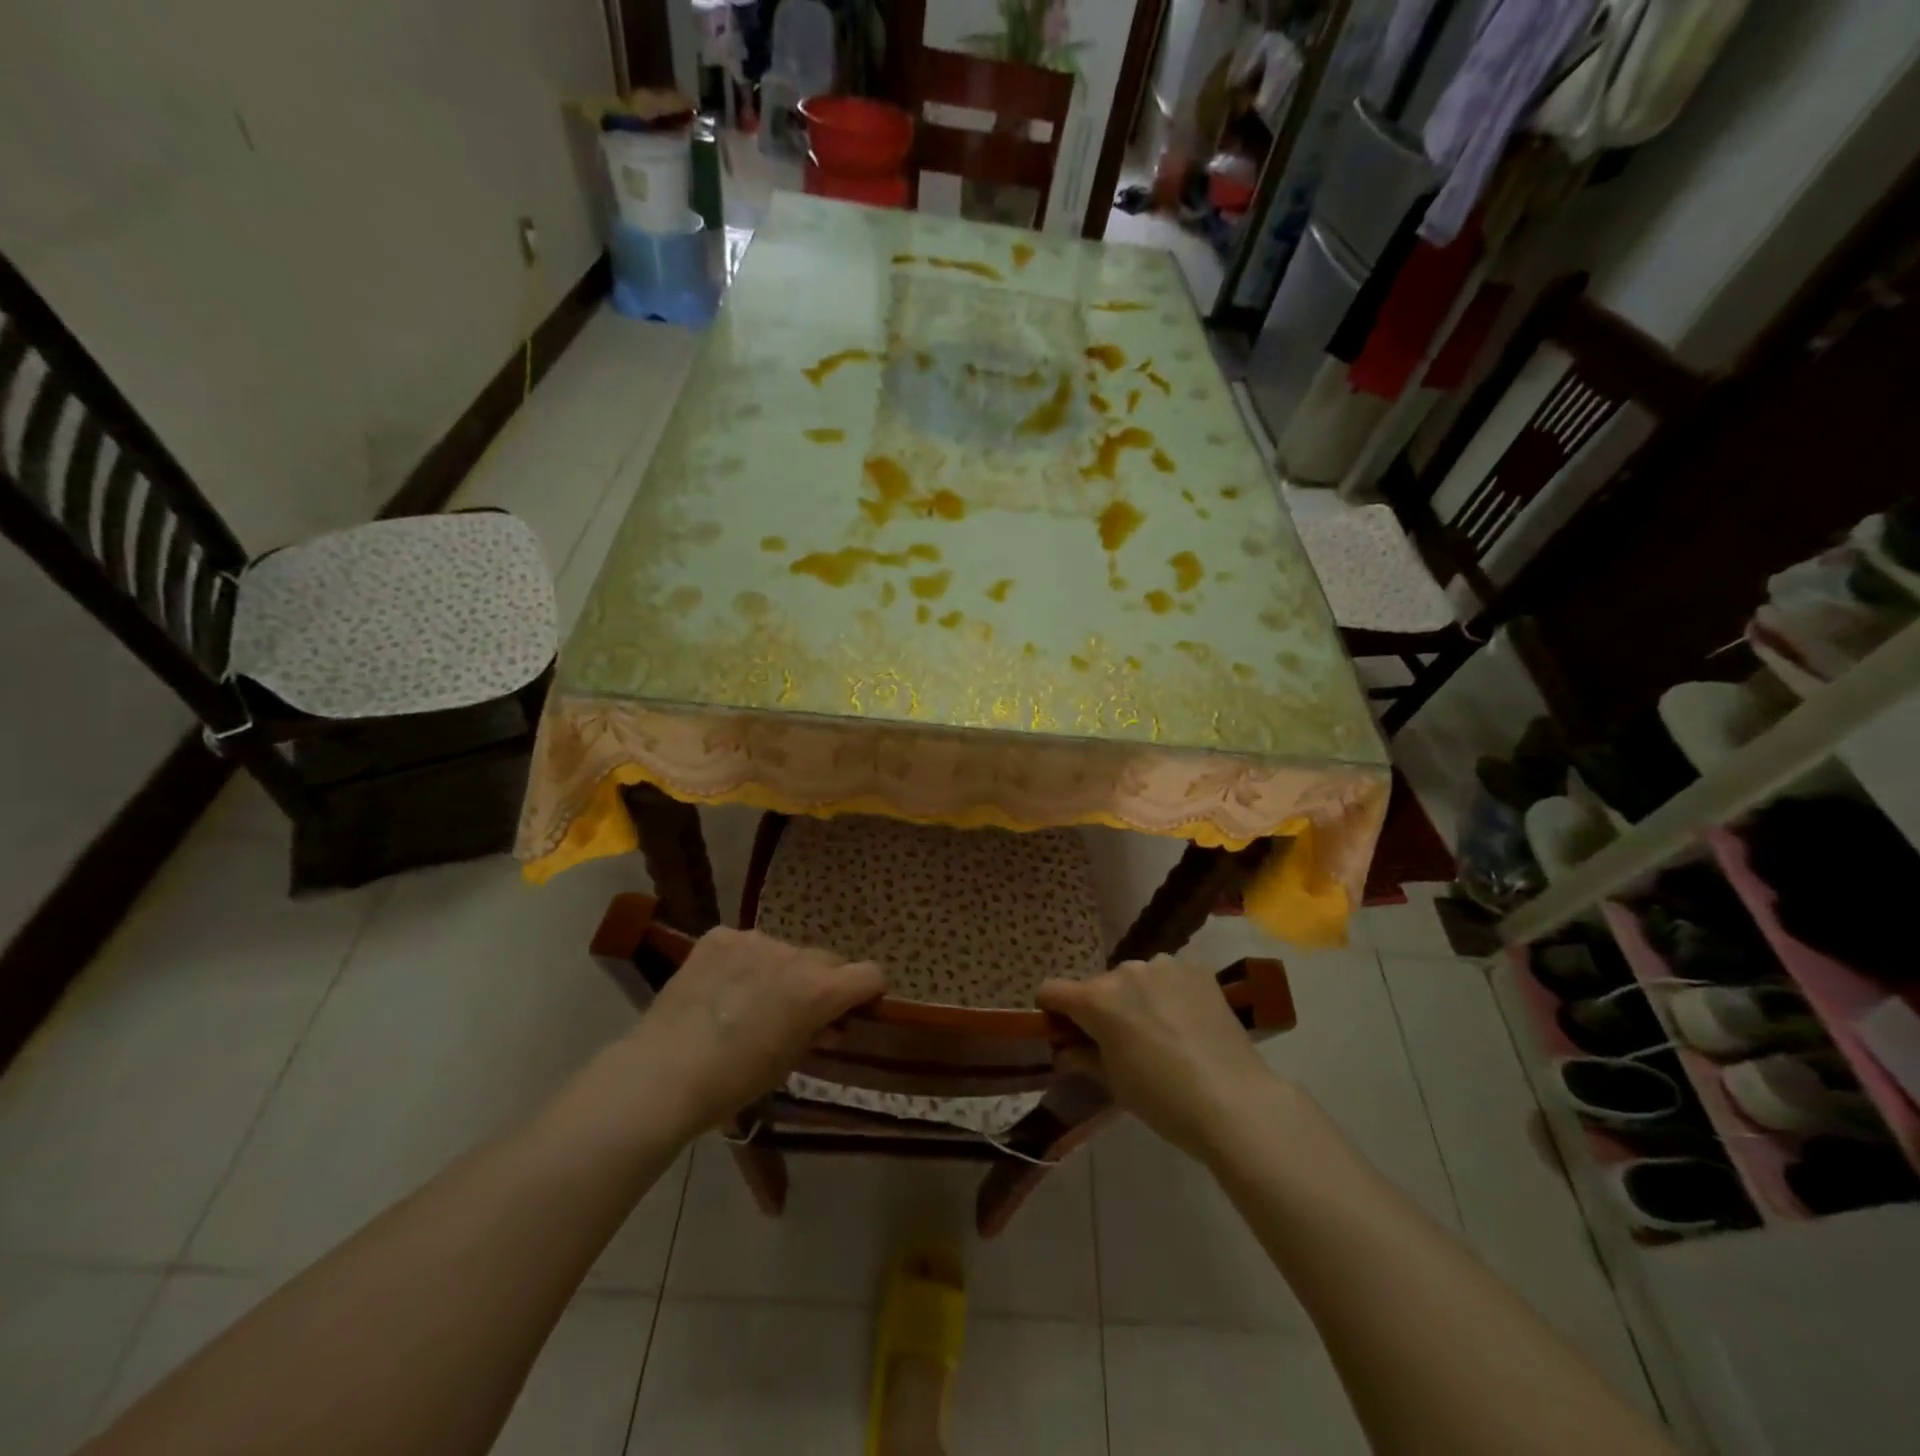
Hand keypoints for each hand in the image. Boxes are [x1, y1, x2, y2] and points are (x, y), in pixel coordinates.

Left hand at [625, 927, 884, 1135]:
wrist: (663, 1074)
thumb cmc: (734, 1082)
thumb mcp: (789, 1062)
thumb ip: (817, 1032)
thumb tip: (830, 1023)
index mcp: (819, 989)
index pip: (869, 974)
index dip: (867, 992)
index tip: (854, 1010)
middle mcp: (795, 954)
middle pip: (826, 960)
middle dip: (821, 983)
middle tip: (796, 1012)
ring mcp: (755, 940)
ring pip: (784, 951)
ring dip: (780, 971)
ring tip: (748, 1002)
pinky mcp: (719, 936)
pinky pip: (745, 945)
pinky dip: (742, 963)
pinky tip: (720, 989)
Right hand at [1038, 957, 1279, 1161]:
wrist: (1235, 1102)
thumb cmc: (1163, 1099)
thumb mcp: (1113, 1084)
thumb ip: (1083, 1057)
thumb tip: (1066, 1049)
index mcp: (1097, 999)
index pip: (1051, 990)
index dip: (1052, 1011)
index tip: (1064, 1031)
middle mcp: (1125, 971)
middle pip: (1099, 986)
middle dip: (1103, 1009)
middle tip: (1123, 1043)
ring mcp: (1164, 965)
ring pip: (1136, 979)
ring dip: (1138, 998)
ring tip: (1163, 1033)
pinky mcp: (1198, 969)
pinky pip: (1170, 977)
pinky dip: (1170, 994)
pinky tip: (1189, 1024)